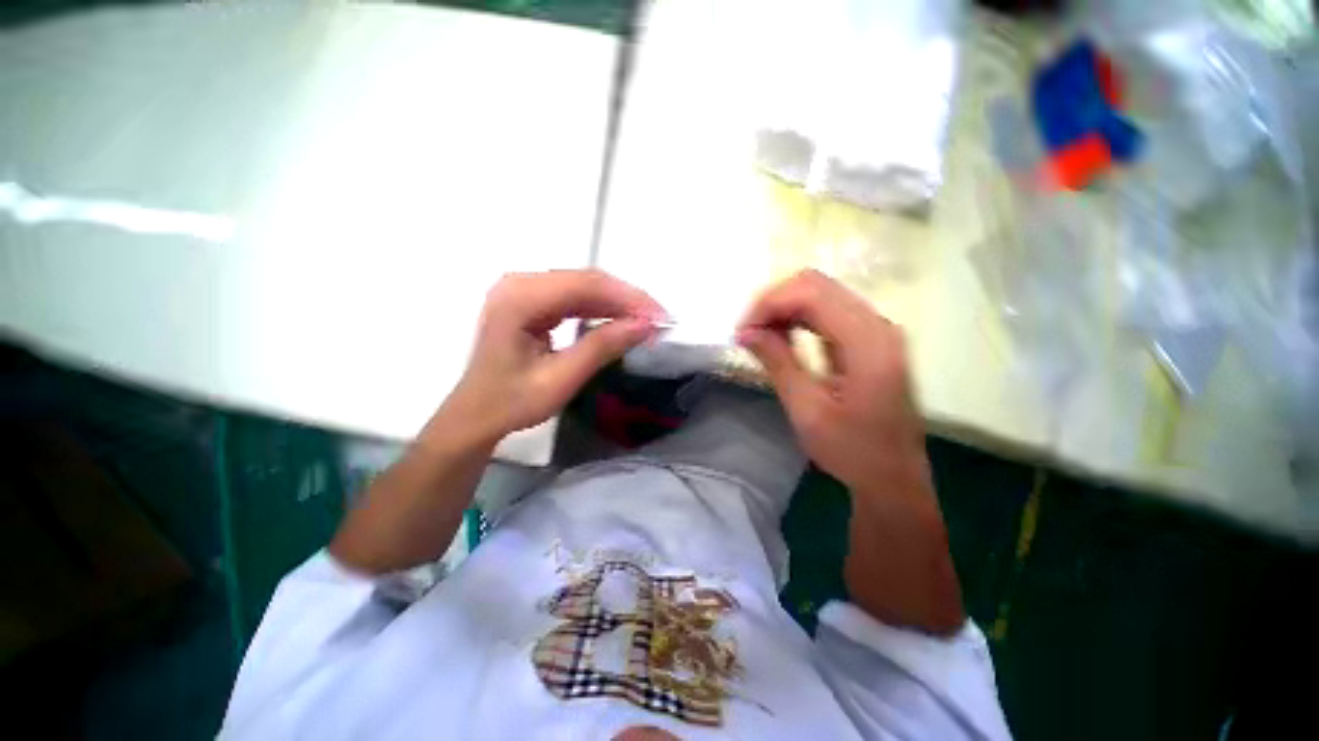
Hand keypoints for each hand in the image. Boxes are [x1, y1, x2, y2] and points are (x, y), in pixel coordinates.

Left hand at [444, 270, 665, 443]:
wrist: (477, 414)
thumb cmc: (512, 402)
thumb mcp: (561, 378)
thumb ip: (602, 347)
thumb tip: (645, 326)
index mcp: (520, 298)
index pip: (585, 285)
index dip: (627, 297)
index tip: (658, 316)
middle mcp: (520, 284)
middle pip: (585, 281)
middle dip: (626, 299)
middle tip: (657, 319)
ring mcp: (524, 291)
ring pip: (583, 287)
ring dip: (616, 303)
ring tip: (645, 321)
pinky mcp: (531, 302)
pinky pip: (574, 298)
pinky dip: (601, 309)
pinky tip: (620, 320)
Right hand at [736, 270, 924, 492]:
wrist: (895, 478)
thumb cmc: (852, 452)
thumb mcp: (807, 410)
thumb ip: (777, 363)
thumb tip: (745, 332)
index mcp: (867, 342)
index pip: (811, 294)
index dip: (768, 304)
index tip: (742, 332)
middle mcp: (878, 325)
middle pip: (817, 285)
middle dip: (774, 302)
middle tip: (748, 333)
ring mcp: (878, 330)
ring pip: (822, 294)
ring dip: (785, 309)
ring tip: (760, 337)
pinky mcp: (871, 339)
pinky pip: (830, 311)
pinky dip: (799, 318)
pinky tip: (782, 338)